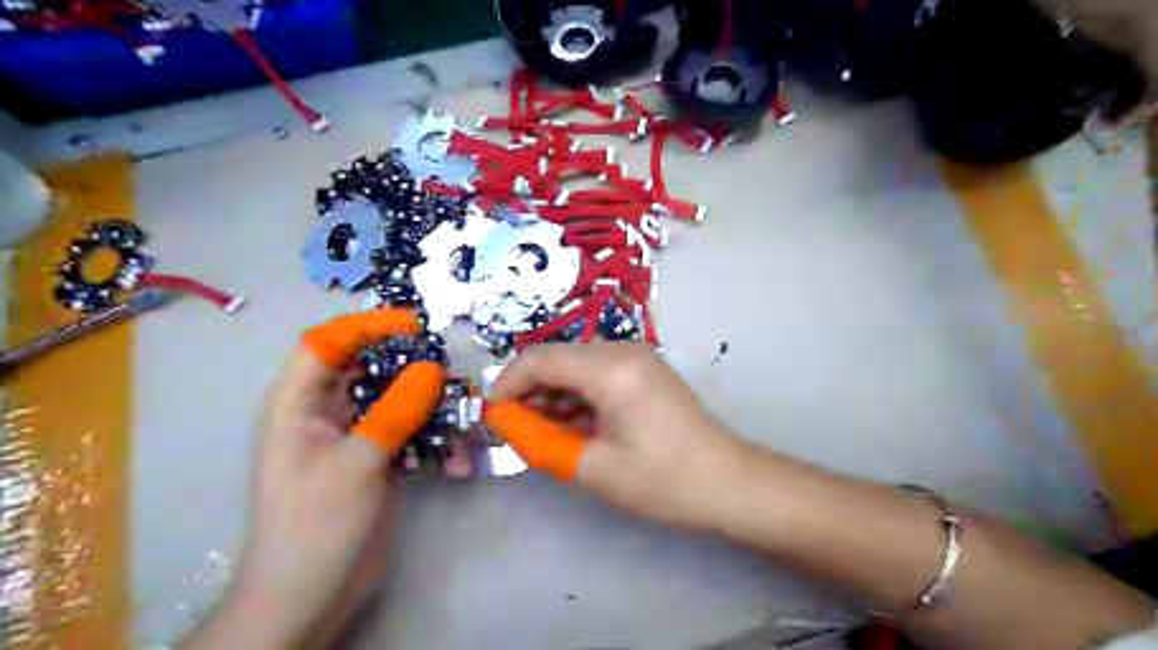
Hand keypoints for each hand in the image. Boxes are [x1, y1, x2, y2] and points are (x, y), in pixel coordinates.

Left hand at [185, 309, 443, 648]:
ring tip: (462, 417)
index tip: (413, 325)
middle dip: (410, 366)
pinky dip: (435, 442)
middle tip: (449, 371)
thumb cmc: (315, 526)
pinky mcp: (378, 459)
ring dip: (431, 408)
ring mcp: (355, 437)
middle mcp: (325, 414)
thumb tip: (432, 368)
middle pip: (369, 369)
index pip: (326, 343)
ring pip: (397, 401)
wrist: (310, 598)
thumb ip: (395, 411)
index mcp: (298, 405)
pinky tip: (457, 463)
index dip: (365, 326)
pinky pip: (410, 434)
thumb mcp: (356, 463)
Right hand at [484, 343, 745, 529]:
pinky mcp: (645, 369)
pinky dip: (577, 392)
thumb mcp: (595, 467)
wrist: (729, 482)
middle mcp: (623, 350)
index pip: (539, 359)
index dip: (508, 383)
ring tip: (542, 429)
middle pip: (557, 356)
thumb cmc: (663, 480)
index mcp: (610, 369)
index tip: (493, 416)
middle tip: (517, 428)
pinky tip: (573, 421)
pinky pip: (597, 370)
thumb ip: (542, 442)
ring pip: (576, 363)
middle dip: (529, 388)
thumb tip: (506, 424)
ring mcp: (638, 356)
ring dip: (552, 391)